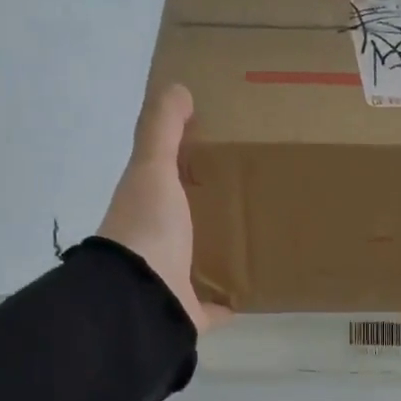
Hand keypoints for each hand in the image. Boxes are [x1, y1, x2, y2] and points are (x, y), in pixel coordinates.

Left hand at [97, 84, 231, 334]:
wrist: (142, 297)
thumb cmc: (148, 226)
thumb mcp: (152, 167)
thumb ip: (162, 128)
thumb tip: (177, 87)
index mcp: (143, 208)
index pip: (163, 182)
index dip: (184, 167)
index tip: (219, 155)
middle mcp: (153, 244)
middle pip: (184, 223)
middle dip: (207, 212)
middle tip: (250, 197)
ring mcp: (170, 281)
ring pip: (198, 263)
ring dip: (219, 254)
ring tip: (258, 239)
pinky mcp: (190, 313)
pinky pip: (214, 306)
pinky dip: (229, 300)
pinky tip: (254, 291)